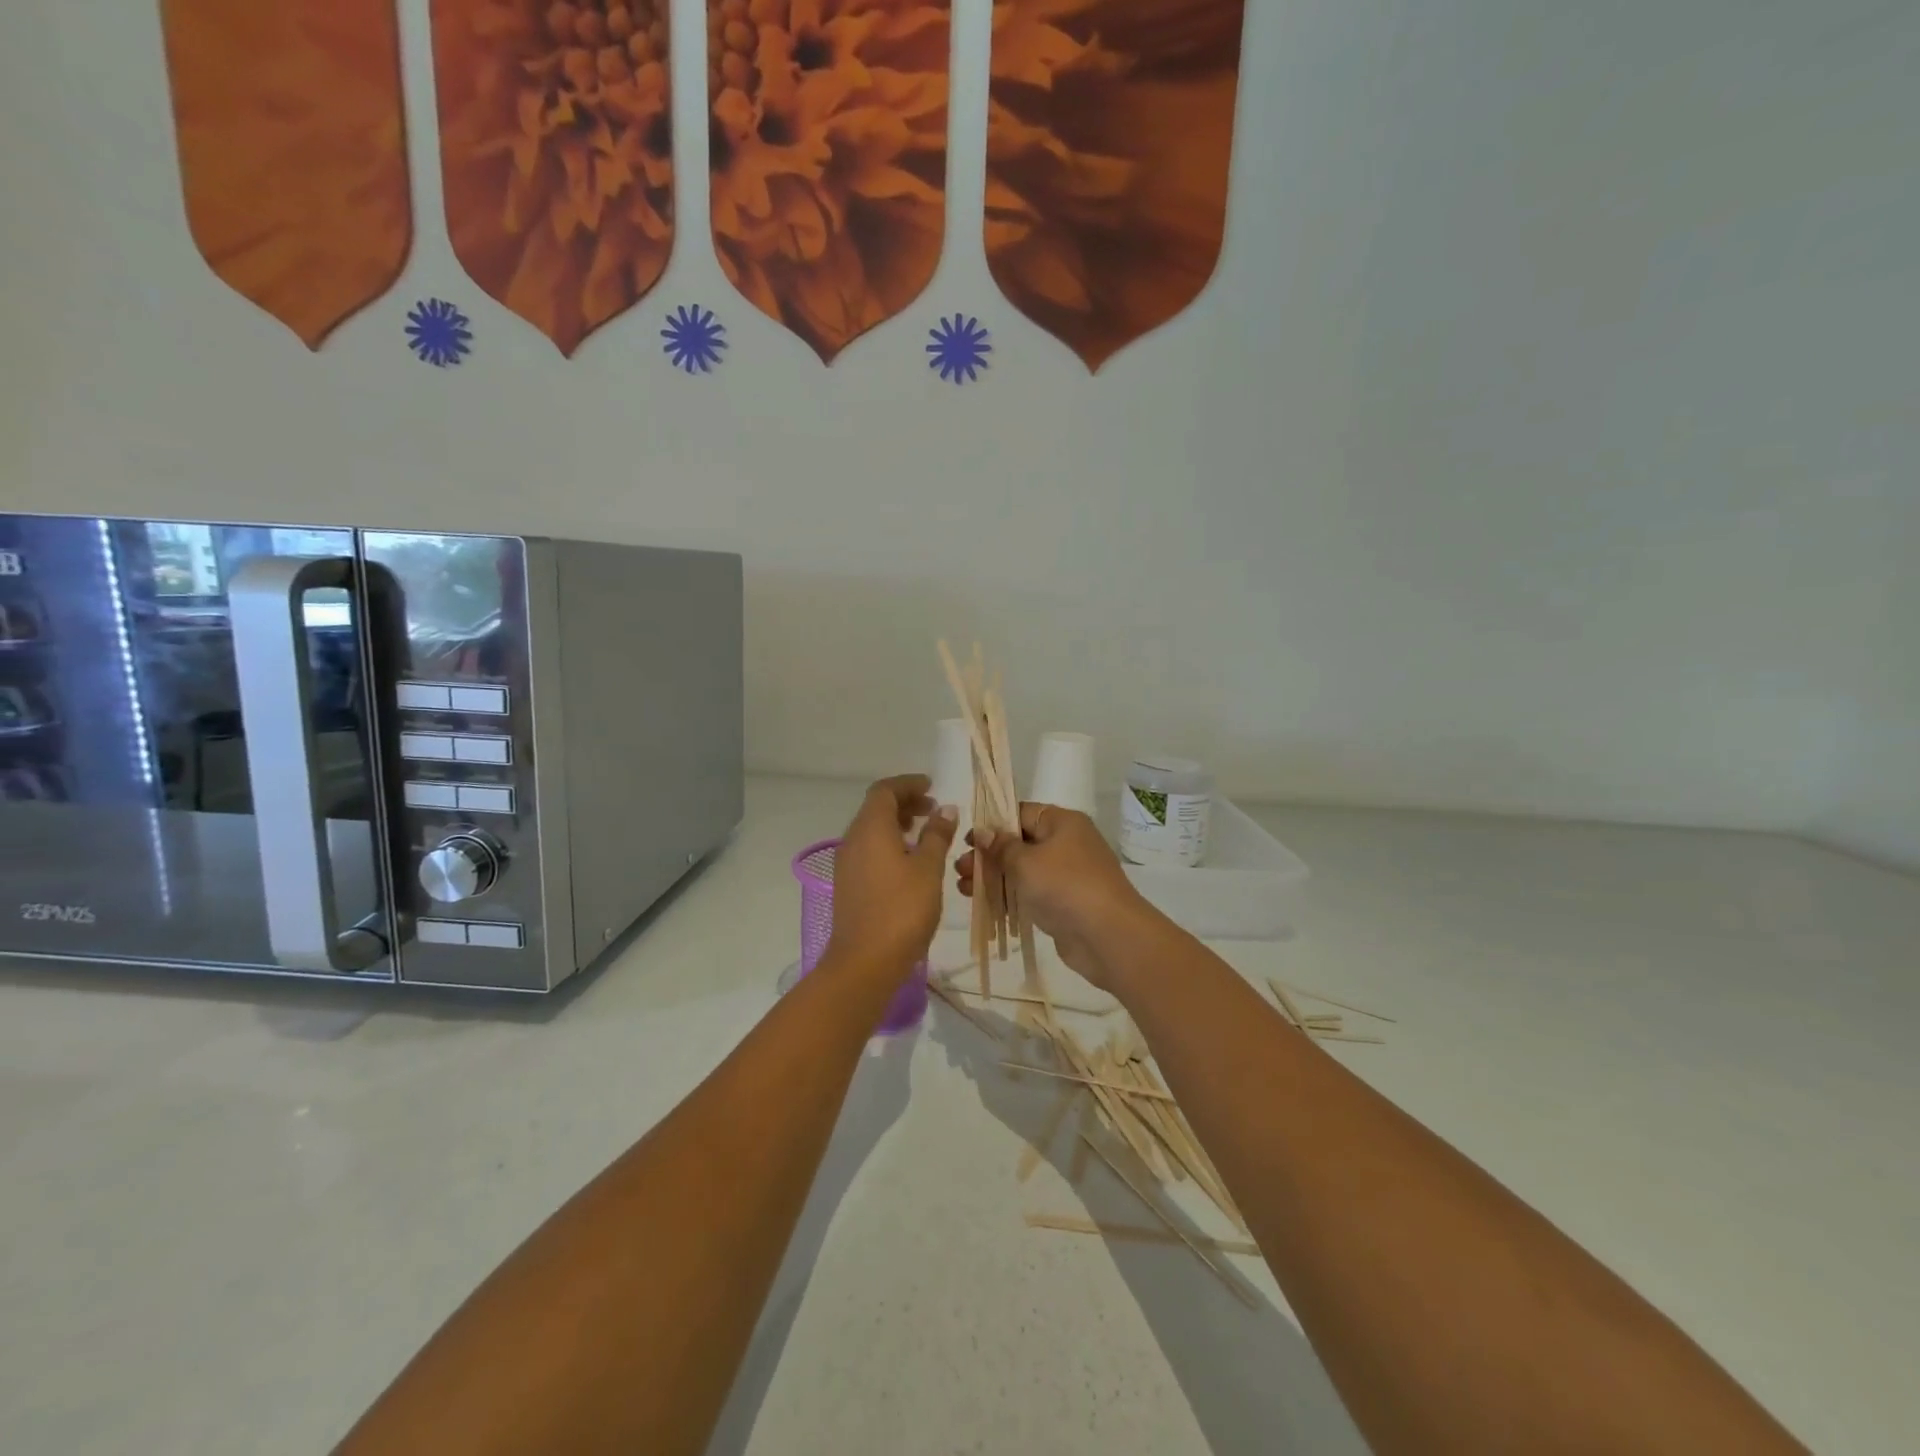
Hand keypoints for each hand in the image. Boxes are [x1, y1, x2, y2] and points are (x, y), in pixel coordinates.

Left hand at [824, 775, 958, 980]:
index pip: (885, 790)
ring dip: (897, 824)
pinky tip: (910, 862)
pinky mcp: (848, 884)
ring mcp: (847, 863)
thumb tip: (945, 809)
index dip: (908, 784)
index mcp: (870, 828)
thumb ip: (937, 835)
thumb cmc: (902, 910)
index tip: (932, 787)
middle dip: (905, 803)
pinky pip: (869, 850)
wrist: (864, 962)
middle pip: (876, 808)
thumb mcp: (928, 869)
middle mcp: (853, 839)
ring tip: (926, 833)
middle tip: (934, 809)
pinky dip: (889, 844)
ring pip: (871, 830)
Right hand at [958, 803, 1154, 988]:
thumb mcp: (1025, 862)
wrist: (1107, 936)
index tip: (967, 841)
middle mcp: (1067, 843)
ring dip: (993, 878)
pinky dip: (1009, 897)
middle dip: (988, 856)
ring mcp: (1067, 875)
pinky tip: (985, 906)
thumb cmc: (1065, 886)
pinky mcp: (1065, 903)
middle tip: (959, 869)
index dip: (992, 824)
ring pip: (1023, 870)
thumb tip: (983, 832)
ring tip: (964, 889)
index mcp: (1062, 822)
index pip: (1020, 813)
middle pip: (1019, 843)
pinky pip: (1031, 893)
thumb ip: (1001, 846)